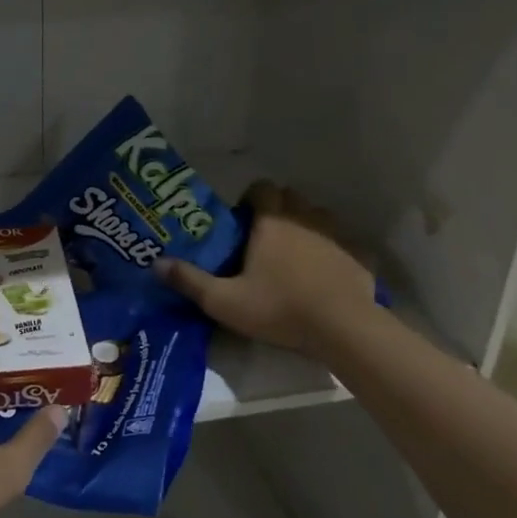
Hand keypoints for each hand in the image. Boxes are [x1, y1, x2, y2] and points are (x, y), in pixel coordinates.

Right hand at [156, 181, 374, 356]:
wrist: (344, 330)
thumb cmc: (280, 309)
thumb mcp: (224, 301)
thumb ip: (189, 281)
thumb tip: (155, 263)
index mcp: (272, 222)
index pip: (262, 187)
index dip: (250, 197)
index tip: (242, 220)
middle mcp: (305, 219)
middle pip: (291, 197)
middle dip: (277, 210)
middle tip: (263, 238)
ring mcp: (337, 236)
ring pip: (319, 217)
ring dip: (306, 226)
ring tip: (294, 255)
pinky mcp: (360, 257)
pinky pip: (344, 243)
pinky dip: (333, 251)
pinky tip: (325, 274)